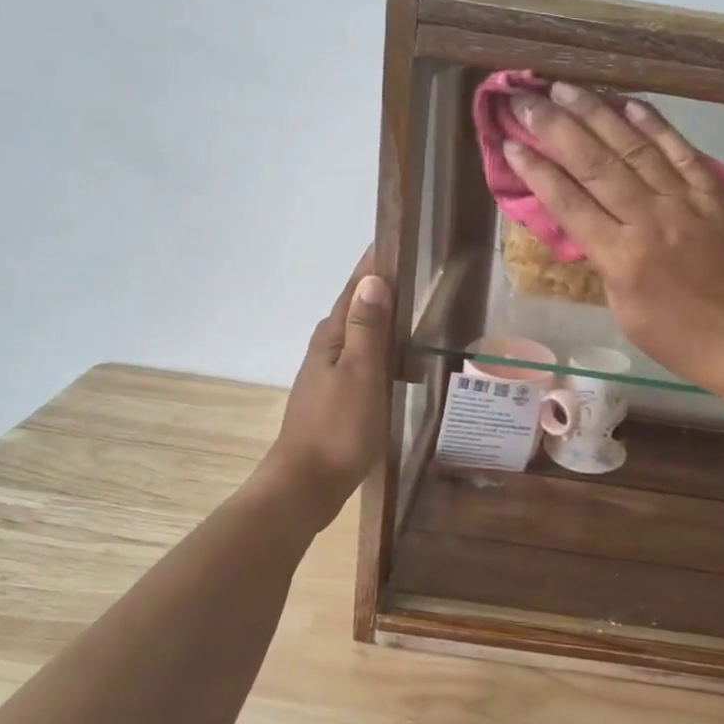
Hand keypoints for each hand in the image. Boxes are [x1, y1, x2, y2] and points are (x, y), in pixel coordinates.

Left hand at [265, 251, 392, 520]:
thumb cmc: (338, 428)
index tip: (396, 238)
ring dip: (383, 318)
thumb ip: (367, 328)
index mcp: (331, 337)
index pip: (355, 288)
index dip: (374, 264)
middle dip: (381, 286)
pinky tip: (400, 360)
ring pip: (360, 335)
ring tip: (416, 309)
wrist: (307, 484)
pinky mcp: (337, 397)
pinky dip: (382, 349)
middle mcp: (326, 349)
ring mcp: (329, 374)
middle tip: (417, 269)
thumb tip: (373, 279)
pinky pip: (363, 359)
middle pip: (356, 308)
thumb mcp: (360, 374)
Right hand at [504, 84, 723, 396]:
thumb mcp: (625, 310)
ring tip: (565, 88)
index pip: (568, 203)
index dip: (535, 171)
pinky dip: (654, 125)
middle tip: (525, 99)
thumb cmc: (681, 339)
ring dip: (597, 114)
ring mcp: (688, 202)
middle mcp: (651, 220)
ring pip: (635, 148)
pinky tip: (629, 103)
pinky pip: (682, 151)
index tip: (509, 143)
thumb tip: (585, 222)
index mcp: (622, 259)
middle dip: (555, 127)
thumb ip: (604, 261)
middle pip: (595, 164)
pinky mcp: (720, 193)